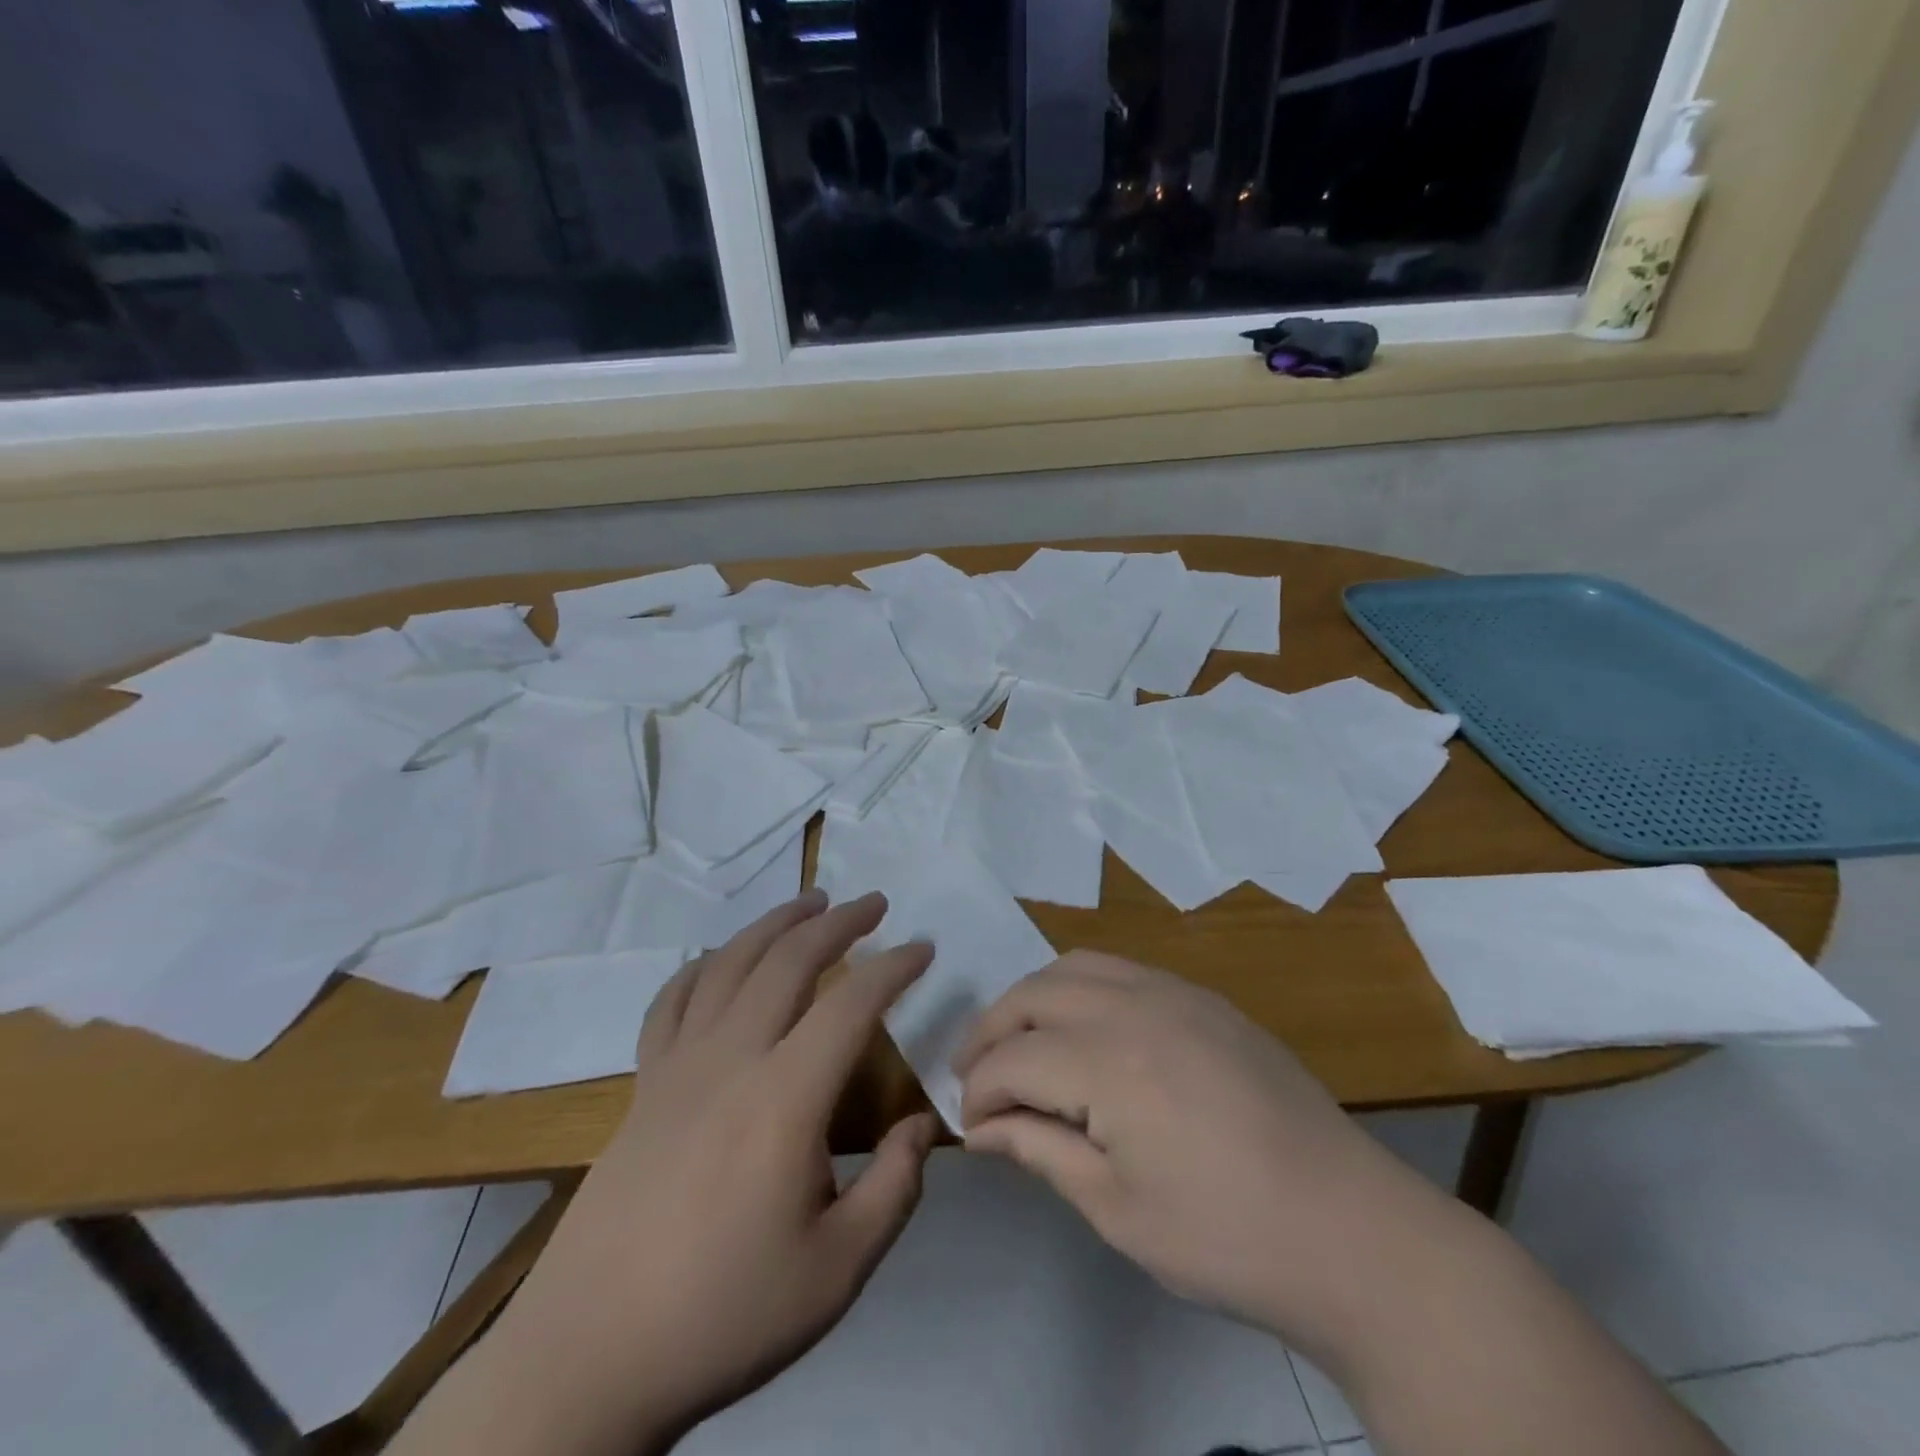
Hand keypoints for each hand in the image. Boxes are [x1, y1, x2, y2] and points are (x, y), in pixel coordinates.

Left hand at [495, 890, 936, 1454]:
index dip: (894, 967)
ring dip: (774, 924)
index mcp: (785, 1098)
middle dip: (838, 922)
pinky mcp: (642, 1086)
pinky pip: (670, 1002)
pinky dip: (699, 967)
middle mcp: (731, 1060)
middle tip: (874, 902)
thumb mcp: (837, 1271)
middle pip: (789, 961)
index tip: (923, 947)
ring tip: (808, 902)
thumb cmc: (724, 1314)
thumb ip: (895, 1189)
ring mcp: (678, 1067)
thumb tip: (924, 1126)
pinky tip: (716, 958)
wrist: (591, 1358)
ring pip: (729, 964)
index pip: (851, 1004)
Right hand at [954, 951, 1435, 1356]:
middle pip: (1034, 993)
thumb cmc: (1225, 1236)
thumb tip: (981, 1128)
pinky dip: (1083, 987)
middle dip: (992, 1030)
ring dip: (1035, 998)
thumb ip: (1040, 1150)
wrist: (1350, 1230)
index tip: (968, 1124)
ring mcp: (1176, 992)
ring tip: (1021, 1040)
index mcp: (1109, 1062)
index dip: (979, 1090)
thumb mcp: (1117, 1209)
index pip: (1013, 1057)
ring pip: (1076, 965)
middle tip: (976, 1074)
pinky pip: (1123, 969)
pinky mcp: (1205, 998)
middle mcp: (1135, 1005)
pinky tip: (1086, 1029)